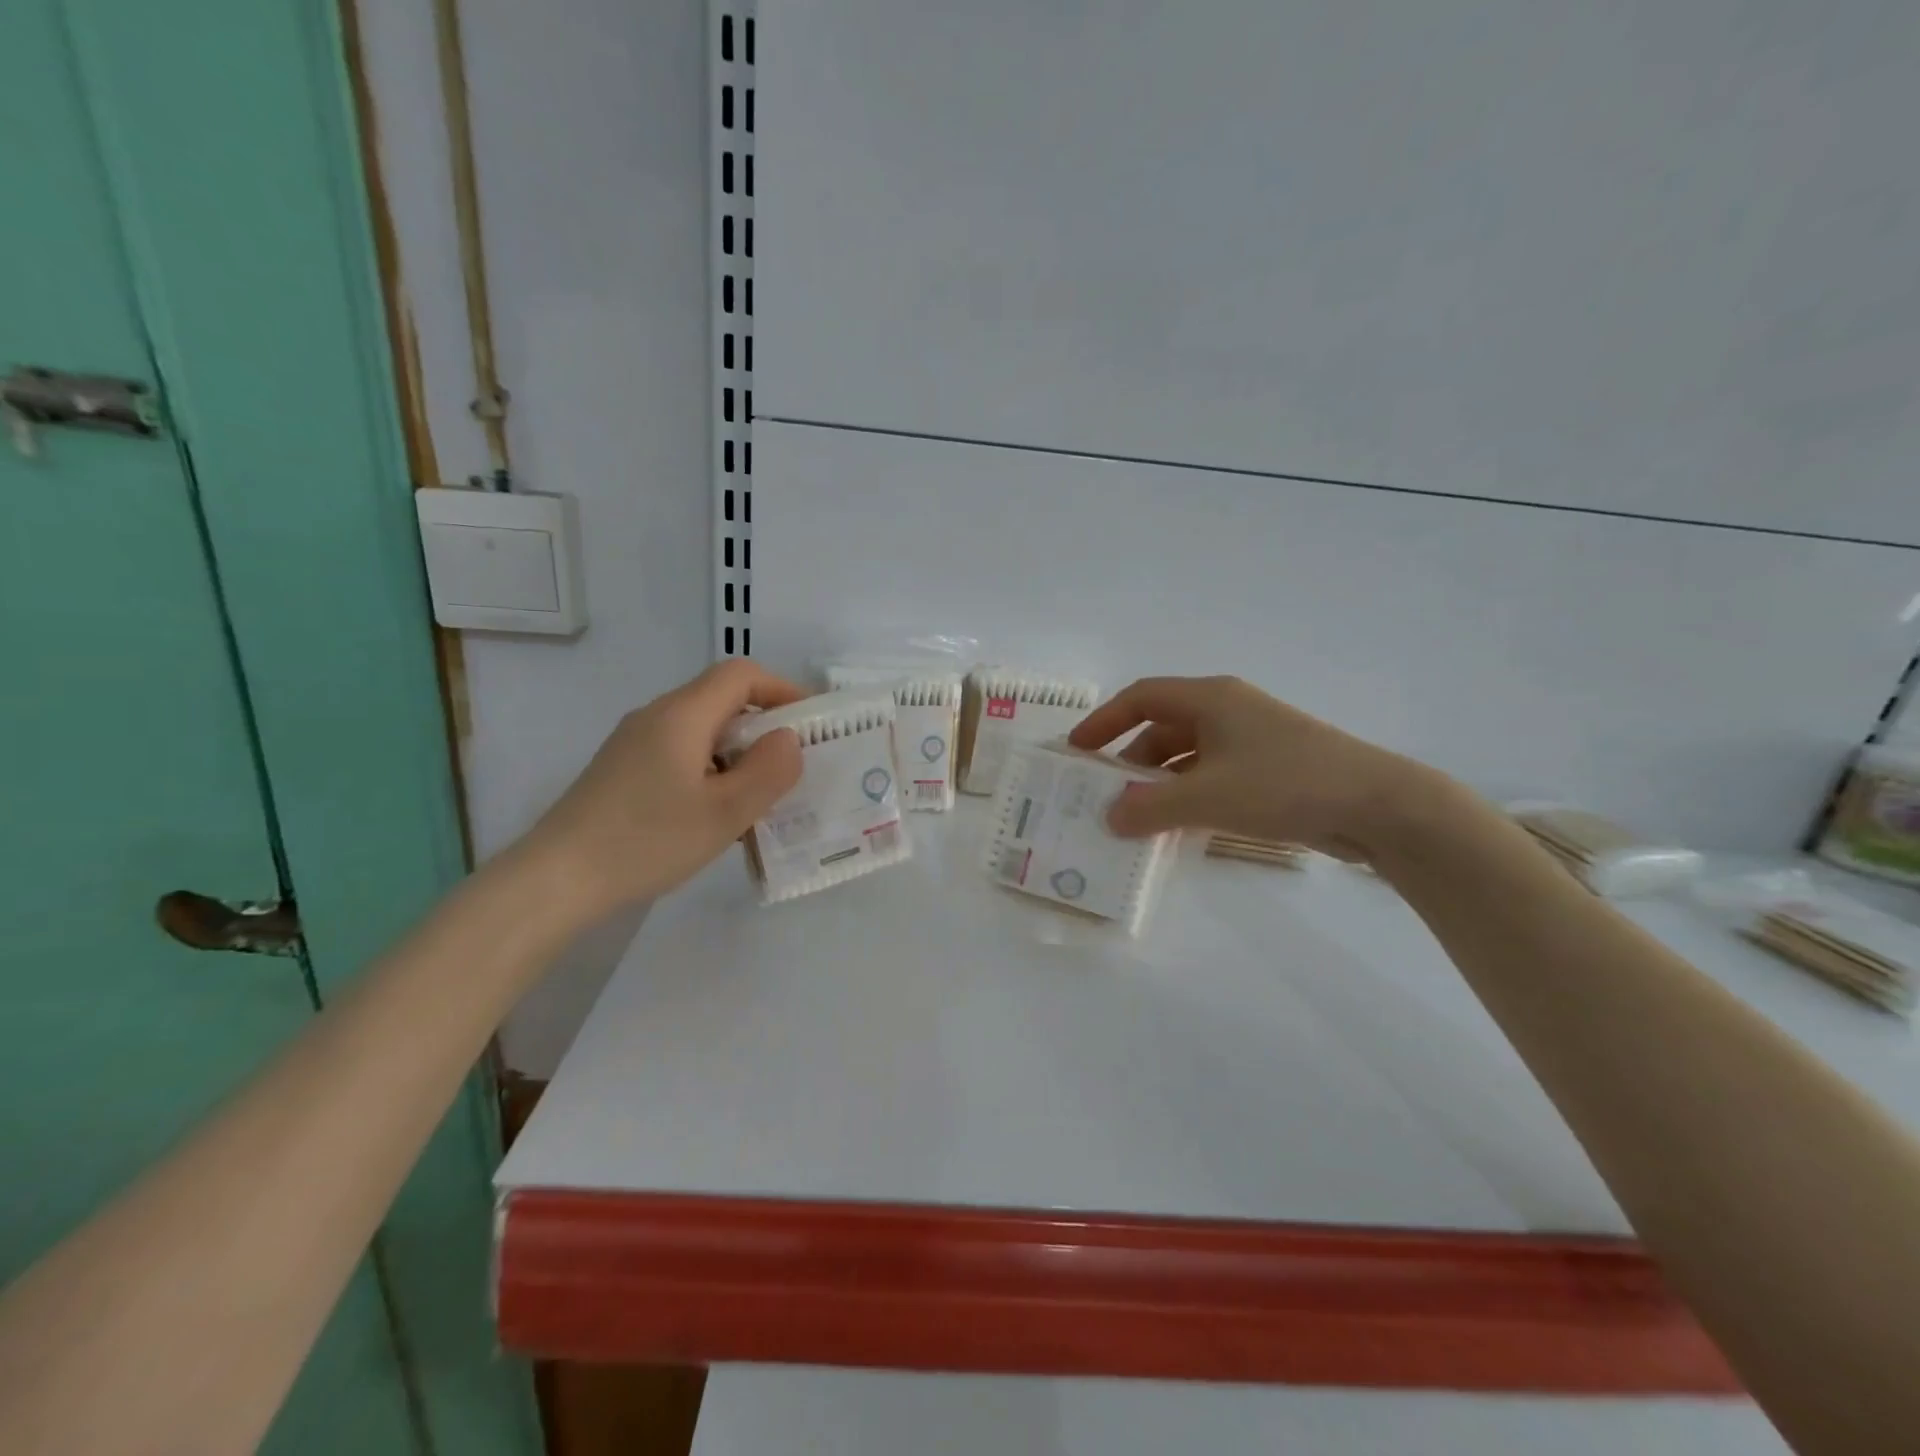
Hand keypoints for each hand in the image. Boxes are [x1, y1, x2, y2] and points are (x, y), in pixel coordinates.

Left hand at [521, 659, 805, 919]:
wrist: (556, 880)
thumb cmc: (647, 841)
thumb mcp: (725, 813)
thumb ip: (769, 771)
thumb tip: (788, 739)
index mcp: (682, 715)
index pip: (741, 674)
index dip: (782, 689)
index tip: (810, 723)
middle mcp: (656, 716)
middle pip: (721, 699)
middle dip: (765, 725)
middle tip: (792, 766)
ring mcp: (633, 742)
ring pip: (702, 728)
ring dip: (738, 751)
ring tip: (759, 795)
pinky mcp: (621, 769)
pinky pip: (680, 751)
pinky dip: (711, 767)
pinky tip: (714, 811)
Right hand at [1068, 675, 1438, 861]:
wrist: (1377, 805)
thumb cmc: (1284, 784)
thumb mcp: (1207, 796)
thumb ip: (1149, 807)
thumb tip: (1108, 818)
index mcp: (1210, 698)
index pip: (1140, 698)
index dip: (1104, 721)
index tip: (1077, 751)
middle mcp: (1227, 710)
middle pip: (1162, 727)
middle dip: (1129, 760)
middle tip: (1104, 795)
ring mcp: (1251, 739)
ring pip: (1187, 755)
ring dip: (1159, 782)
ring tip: (1135, 817)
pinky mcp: (1269, 768)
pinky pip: (1211, 775)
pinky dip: (1188, 795)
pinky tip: (1177, 825)